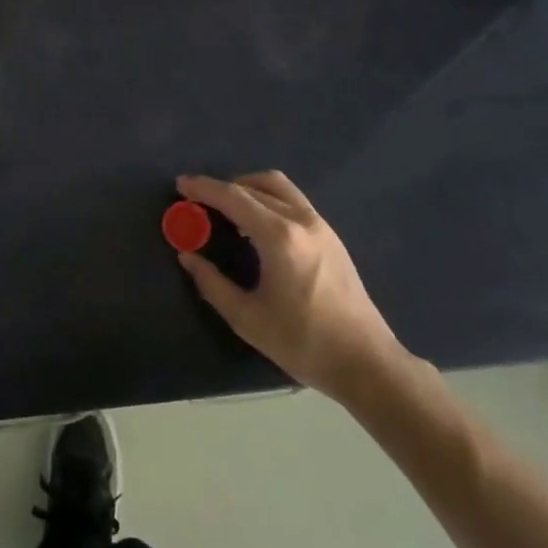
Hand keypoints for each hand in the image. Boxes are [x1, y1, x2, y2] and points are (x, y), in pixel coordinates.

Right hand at [175, 171, 402, 401]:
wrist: (367, 362)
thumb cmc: (304, 342)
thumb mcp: (248, 319)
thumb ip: (212, 283)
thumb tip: (187, 256)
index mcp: (279, 237)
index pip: (233, 197)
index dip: (203, 188)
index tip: (180, 185)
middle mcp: (300, 220)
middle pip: (253, 186)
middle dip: (221, 188)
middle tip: (198, 201)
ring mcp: (320, 225)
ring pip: (277, 186)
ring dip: (247, 188)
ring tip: (226, 208)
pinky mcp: (330, 235)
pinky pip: (291, 200)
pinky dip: (267, 198)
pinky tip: (256, 224)